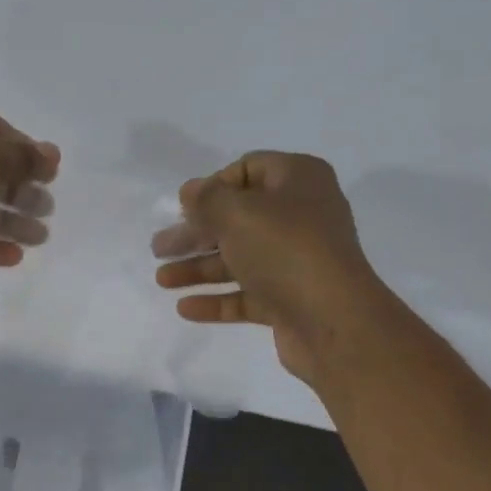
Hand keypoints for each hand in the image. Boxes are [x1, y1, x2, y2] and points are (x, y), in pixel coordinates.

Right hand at [152, 151, 379, 383]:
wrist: (332, 320)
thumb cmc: (285, 251)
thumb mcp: (238, 213)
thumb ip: (208, 199)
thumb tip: (190, 191)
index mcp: (298, 181)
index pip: (248, 170)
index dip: (212, 186)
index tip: (183, 210)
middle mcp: (300, 217)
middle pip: (237, 219)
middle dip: (196, 233)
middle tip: (159, 248)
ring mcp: (295, 261)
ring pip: (238, 260)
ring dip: (198, 268)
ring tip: (162, 281)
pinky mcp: (288, 300)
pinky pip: (245, 295)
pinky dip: (216, 299)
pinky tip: (185, 307)